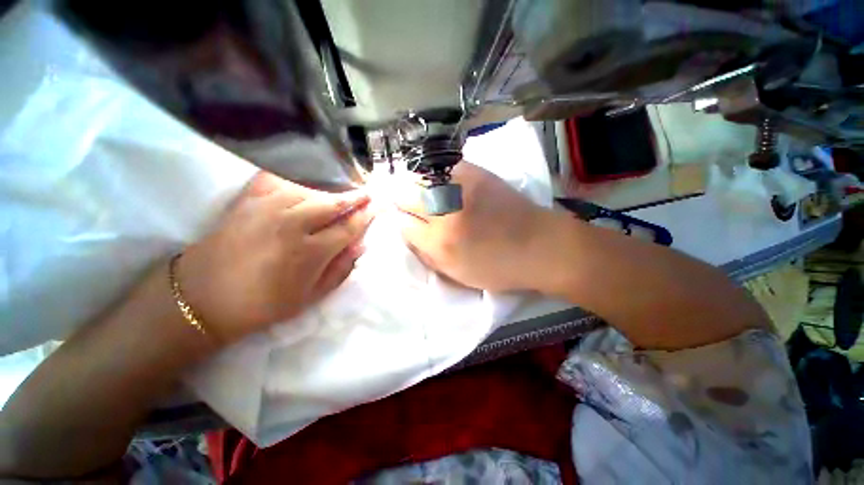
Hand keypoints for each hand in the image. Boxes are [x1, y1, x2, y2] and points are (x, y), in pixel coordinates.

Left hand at [178, 171, 373, 343]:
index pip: (348, 228)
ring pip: (310, 190)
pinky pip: (277, 180)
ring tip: (343, 193)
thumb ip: (340, 269)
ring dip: (332, 191)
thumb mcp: (310, 297)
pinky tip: (305, 184)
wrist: (203, 298)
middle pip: (333, 204)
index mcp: (309, 252)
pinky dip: (295, 179)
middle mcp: (291, 225)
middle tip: (368, 194)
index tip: (379, 206)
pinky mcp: (247, 201)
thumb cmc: (263, 304)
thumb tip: (361, 245)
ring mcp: (267, 208)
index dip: (367, 216)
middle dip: (355, 198)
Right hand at [397, 162, 554, 291]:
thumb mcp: (456, 273)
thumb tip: (408, 232)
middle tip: (408, 204)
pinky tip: (440, 182)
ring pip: (419, 177)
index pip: (402, 223)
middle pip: (405, 195)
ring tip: (422, 192)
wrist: (539, 245)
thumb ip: (426, 254)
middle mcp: (445, 212)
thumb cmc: (498, 267)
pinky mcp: (476, 172)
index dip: (400, 221)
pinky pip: (442, 167)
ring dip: (415, 185)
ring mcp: (460, 187)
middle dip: (402, 200)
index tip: (405, 220)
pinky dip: (435, 174)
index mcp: (439, 242)